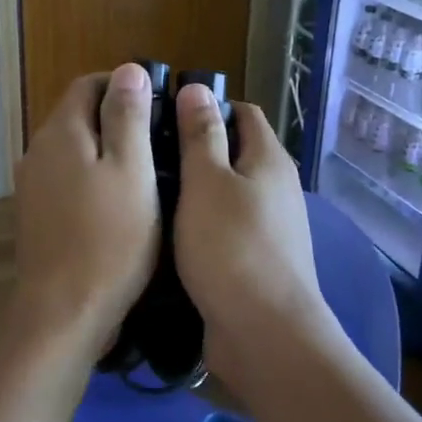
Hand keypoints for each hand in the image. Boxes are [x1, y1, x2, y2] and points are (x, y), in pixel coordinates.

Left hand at [11, 64, 160, 351]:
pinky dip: (93, 179)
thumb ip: (128, 116)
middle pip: (78, 117)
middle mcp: (37, 151)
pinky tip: (120, 203)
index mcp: (60, 132)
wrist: (63, 312)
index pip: (88, 85)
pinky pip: (67, 180)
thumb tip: (128, 69)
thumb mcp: (132, 170)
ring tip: (148, 171)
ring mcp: (32, 186)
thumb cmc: (109, 238)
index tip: (160, 103)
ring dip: (106, 150)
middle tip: (161, 140)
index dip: (124, 85)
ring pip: (74, 151)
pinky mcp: (36, 216)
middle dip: (117, 118)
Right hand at [172, 84, 331, 380]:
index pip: (242, 112)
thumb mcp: (206, 182)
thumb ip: (201, 135)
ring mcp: (268, 226)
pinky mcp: (255, 259)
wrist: (263, 333)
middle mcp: (275, 187)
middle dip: (193, 147)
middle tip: (146, 151)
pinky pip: (224, 226)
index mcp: (268, 159)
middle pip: (233, 151)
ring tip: (147, 189)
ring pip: (226, 192)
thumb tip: (198, 88)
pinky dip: (199, 221)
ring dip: (193, 188)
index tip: (163, 113)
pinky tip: (166, 231)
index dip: (206, 106)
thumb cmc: (230, 247)